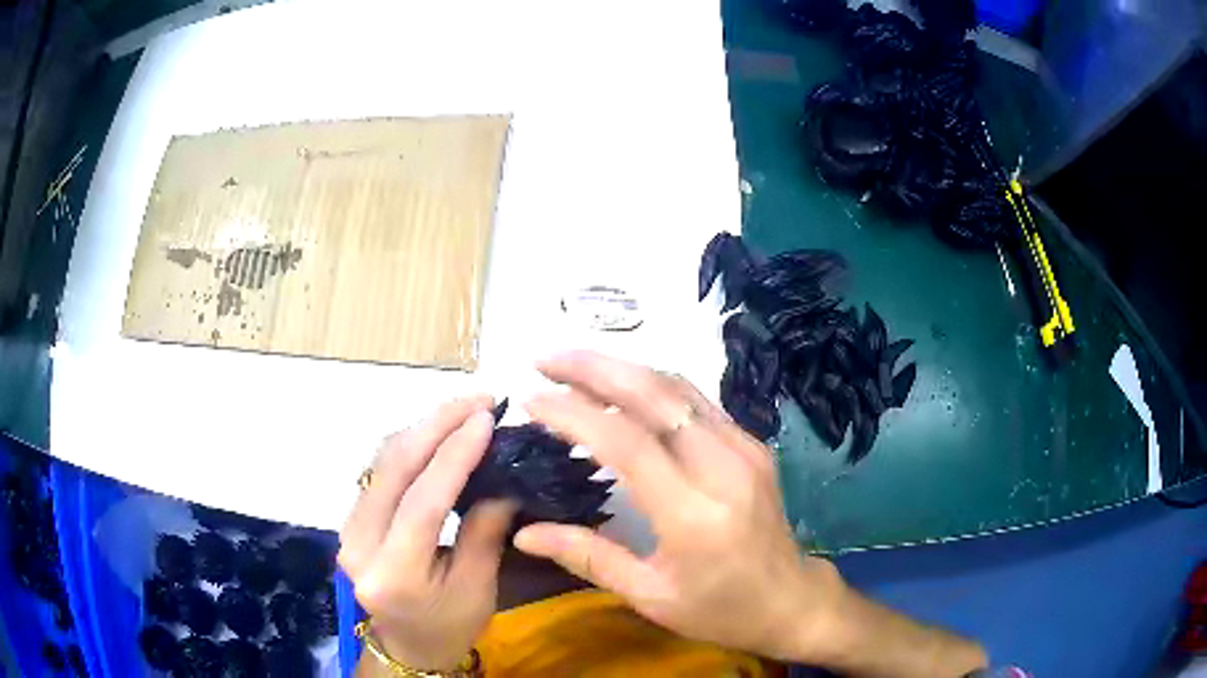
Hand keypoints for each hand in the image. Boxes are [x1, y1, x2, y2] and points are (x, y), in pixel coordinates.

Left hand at [339, 397, 515, 671]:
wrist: (408, 645)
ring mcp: (347, 528)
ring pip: (381, 462)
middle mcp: (358, 546)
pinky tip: (437, 431)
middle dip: (435, 425)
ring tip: (464, 409)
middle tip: (478, 400)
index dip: (453, 456)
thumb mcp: (479, 588)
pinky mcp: (351, 518)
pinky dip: (410, 445)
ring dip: (423, 429)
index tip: (485, 418)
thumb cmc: (450, 625)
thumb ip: (484, 532)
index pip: (421, 504)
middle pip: (392, 470)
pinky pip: (379, 470)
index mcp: (393, 575)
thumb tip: (503, 477)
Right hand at [513, 351, 846, 661]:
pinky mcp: (752, 444)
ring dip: (622, 369)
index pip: (627, 444)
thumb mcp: (650, 596)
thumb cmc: (719, 609)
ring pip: (678, 388)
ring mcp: (744, 449)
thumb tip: (524, 532)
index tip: (531, 401)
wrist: (790, 600)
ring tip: (572, 367)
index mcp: (695, 515)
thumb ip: (588, 557)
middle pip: (656, 396)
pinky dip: (650, 386)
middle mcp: (724, 468)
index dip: (575, 414)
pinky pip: (695, 401)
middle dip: (594, 368)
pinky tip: (620, 389)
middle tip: (545, 360)